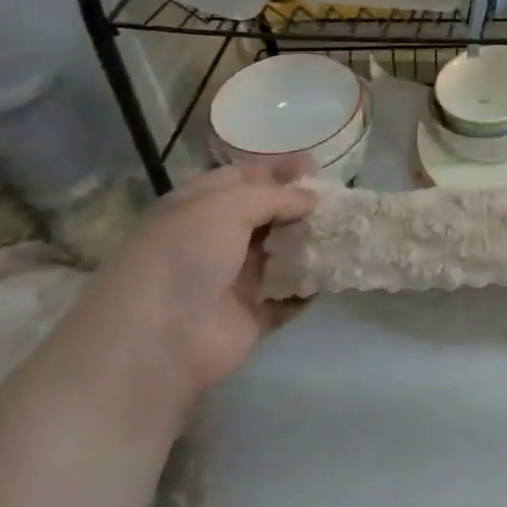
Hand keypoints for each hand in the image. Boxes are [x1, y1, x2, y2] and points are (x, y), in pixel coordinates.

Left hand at [82, 164, 319, 406]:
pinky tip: (340, 268)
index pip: (243, 178)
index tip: (316, 165)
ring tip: (348, 229)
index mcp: (199, 207)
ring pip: (283, 251)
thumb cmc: (185, 257)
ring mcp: (235, 278)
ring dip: (312, 241)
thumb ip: (275, 196)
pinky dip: (313, 284)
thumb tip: (311, 198)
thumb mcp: (227, 206)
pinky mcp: (254, 314)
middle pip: (268, 214)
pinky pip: (291, 293)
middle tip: (339, 198)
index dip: (278, 170)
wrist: (157, 341)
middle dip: (302, 204)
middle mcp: (216, 239)